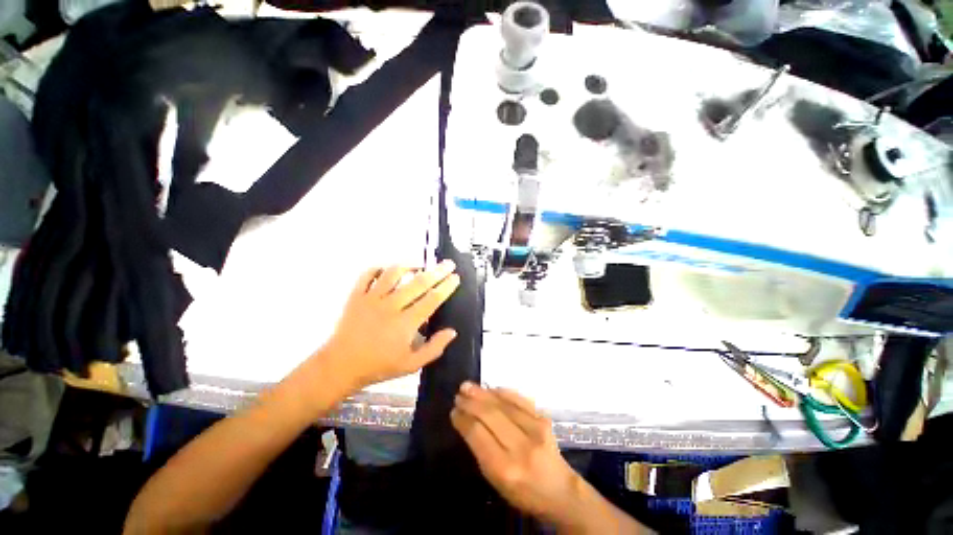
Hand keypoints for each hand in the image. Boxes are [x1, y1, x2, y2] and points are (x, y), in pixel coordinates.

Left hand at [321, 261, 460, 391]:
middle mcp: (391, 306)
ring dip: (409, 265)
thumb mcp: (411, 365)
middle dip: (437, 271)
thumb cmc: (378, 366)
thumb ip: (434, 348)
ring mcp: (372, 299)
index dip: (446, 286)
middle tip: (448, 263)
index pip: (432, 299)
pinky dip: (379, 268)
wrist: (340, 366)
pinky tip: (388, 269)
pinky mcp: (356, 296)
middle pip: (418, 283)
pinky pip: (368, 275)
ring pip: (393, 273)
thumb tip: (452, 332)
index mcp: (406, 323)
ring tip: (419, 264)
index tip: (456, 277)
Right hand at [451, 383, 582, 523]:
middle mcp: (520, 446)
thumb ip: (481, 450)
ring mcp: (534, 429)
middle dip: (471, 402)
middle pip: (489, 415)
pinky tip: (491, 388)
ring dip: (483, 393)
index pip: (477, 434)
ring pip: (503, 404)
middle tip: (458, 395)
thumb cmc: (522, 491)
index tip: (454, 411)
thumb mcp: (496, 480)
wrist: (560, 490)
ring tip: (468, 386)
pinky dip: (503, 392)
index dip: (463, 419)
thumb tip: (466, 420)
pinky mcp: (543, 418)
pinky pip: (519, 399)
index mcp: (504, 468)